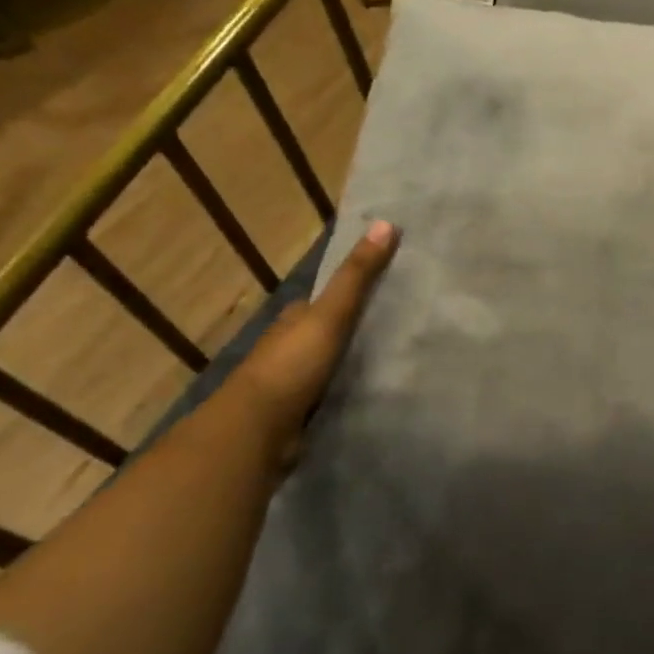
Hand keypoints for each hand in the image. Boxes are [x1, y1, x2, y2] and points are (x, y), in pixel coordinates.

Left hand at [229, 221, 399, 437]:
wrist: (257, 429)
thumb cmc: (292, 364)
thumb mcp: (331, 313)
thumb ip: (357, 275)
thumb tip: (387, 223)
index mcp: (292, 320)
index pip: (321, 300)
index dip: (346, 293)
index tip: (383, 290)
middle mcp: (288, 347)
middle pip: (324, 331)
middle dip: (350, 329)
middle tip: (396, 327)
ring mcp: (290, 382)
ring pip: (326, 364)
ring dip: (349, 362)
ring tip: (392, 360)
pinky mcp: (297, 414)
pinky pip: (328, 394)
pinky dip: (345, 390)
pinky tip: (371, 392)